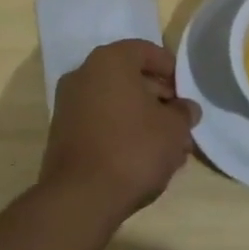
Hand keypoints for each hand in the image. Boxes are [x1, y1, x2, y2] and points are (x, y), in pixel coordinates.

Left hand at [41, 40, 199, 221]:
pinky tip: (143, 157)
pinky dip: (122, 132)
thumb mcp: (173, 129)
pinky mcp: (62, 134)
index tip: (186, 92)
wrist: (80, 198)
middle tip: (180, 121)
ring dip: (142, 118)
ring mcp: (68, 105)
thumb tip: (186, 109)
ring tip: (167, 146)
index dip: (170, 69)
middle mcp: (84, 74)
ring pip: (116, 103)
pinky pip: (100, 123)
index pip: (146, 51)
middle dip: (158, 98)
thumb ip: (183, 112)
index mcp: (110, 61)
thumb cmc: (133, 148)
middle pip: (129, 78)